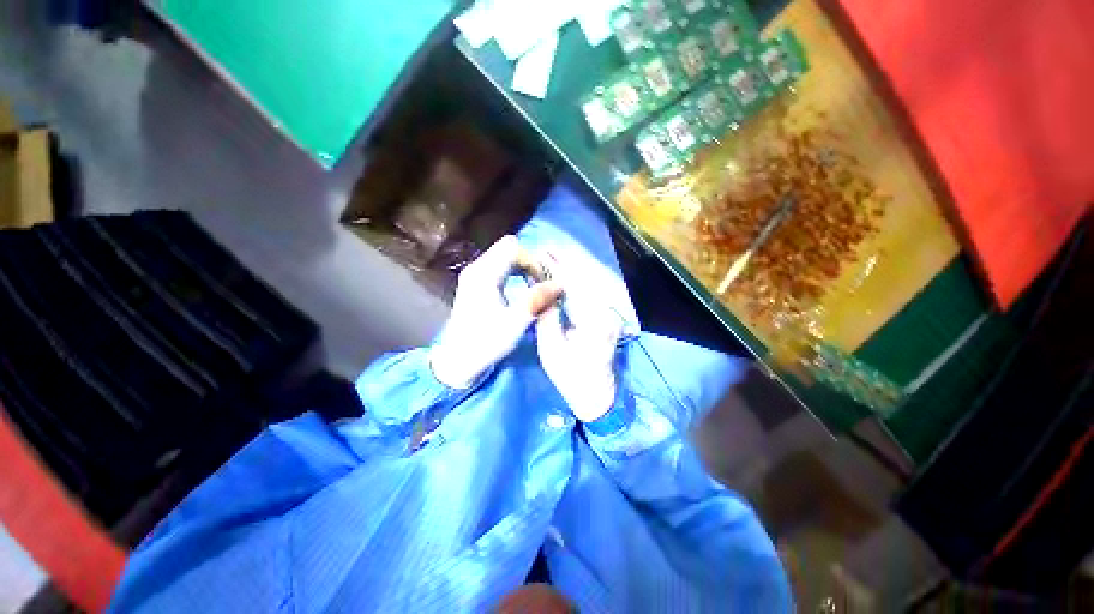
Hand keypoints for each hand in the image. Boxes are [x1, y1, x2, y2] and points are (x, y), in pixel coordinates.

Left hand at [430, 236, 560, 388]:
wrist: (458, 360)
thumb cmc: (486, 343)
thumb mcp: (515, 322)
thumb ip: (537, 299)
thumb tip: (559, 283)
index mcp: (484, 275)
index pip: (514, 248)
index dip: (532, 261)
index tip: (542, 283)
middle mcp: (476, 268)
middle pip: (508, 248)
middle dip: (529, 262)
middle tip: (540, 283)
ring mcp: (473, 274)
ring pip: (504, 256)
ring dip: (522, 267)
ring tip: (533, 287)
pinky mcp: (474, 283)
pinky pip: (499, 266)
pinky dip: (513, 273)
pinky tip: (520, 289)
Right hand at [535, 269, 622, 422]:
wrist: (597, 395)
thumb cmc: (571, 377)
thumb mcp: (550, 348)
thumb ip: (546, 315)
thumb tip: (540, 290)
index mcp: (593, 321)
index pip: (574, 285)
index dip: (557, 268)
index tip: (542, 254)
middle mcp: (606, 311)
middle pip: (585, 279)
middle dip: (565, 262)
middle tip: (546, 249)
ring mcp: (610, 313)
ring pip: (590, 282)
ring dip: (572, 268)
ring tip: (553, 256)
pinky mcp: (607, 316)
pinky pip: (592, 292)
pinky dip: (577, 281)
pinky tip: (566, 274)